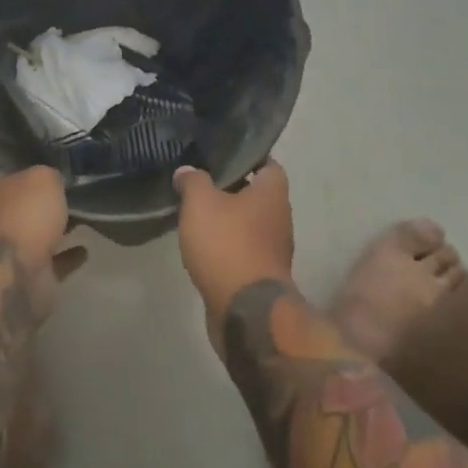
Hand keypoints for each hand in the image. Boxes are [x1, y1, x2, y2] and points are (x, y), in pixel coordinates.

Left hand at [0, 166, 85, 321]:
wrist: (12, 277)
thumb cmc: (22, 217)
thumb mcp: (42, 178)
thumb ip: (48, 176)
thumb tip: (50, 182)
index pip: (3, 178)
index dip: (24, 176)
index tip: (47, 177)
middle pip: (16, 210)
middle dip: (36, 207)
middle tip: (66, 200)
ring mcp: (1, 255)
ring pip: (30, 238)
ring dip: (52, 233)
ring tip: (79, 222)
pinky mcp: (19, 280)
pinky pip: (47, 264)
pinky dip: (64, 258)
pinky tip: (83, 251)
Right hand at [175, 161, 294, 332]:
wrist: (246, 310)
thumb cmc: (228, 245)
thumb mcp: (201, 203)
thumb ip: (193, 181)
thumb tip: (187, 171)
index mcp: (273, 193)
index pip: (267, 163)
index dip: (247, 157)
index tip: (222, 156)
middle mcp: (280, 217)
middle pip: (257, 194)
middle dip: (233, 189)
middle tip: (203, 183)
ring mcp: (274, 248)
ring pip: (250, 223)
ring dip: (229, 220)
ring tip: (199, 214)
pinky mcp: (263, 274)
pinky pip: (245, 249)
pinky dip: (228, 245)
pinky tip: (205, 246)